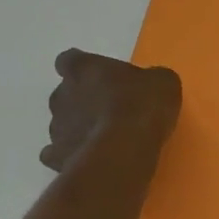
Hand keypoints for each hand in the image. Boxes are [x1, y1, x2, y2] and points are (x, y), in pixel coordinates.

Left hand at [40, 49, 181, 172]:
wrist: (124, 150)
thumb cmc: (142, 105)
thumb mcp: (162, 82)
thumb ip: (150, 79)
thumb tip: (150, 84)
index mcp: (83, 68)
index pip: (70, 60)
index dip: (82, 68)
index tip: (96, 76)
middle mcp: (61, 94)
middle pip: (65, 93)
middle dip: (83, 100)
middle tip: (109, 110)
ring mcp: (56, 127)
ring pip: (63, 124)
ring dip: (79, 128)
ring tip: (105, 138)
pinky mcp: (57, 157)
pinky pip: (58, 153)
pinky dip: (71, 154)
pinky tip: (90, 158)